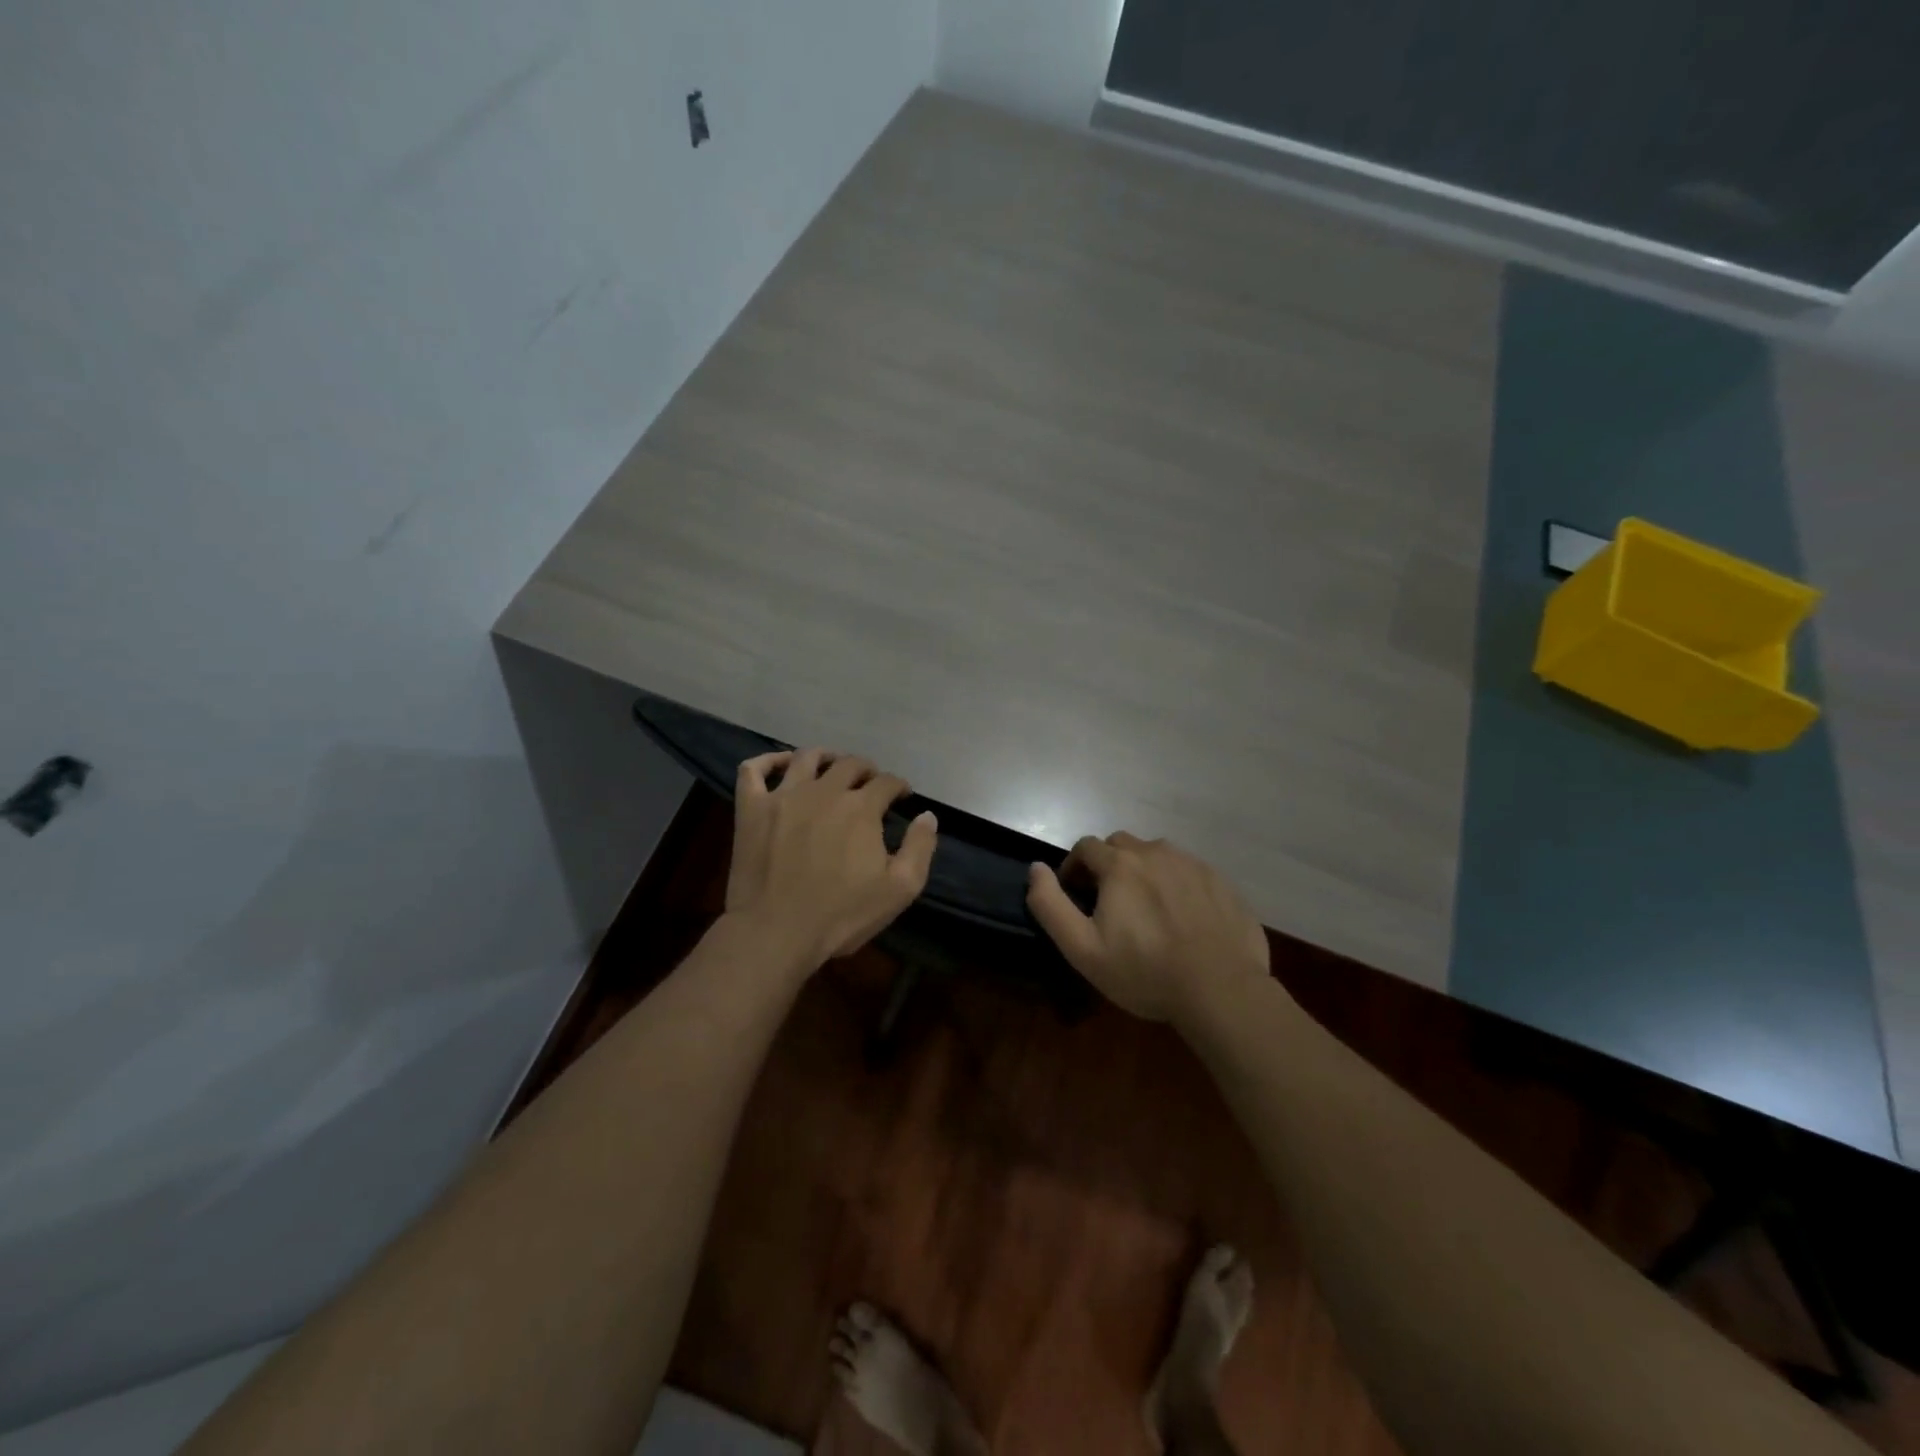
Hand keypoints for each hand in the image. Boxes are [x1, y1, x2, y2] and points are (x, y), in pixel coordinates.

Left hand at [725, 749, 937, 972]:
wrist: (775, 933)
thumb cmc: (841, 915)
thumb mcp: (899, 890)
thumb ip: (920, 848)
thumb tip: (928, 816)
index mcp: (861, 808)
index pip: (887, 782)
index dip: (898, 786)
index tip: (902, 797)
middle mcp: (824, 791)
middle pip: (850, 764)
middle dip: (866, 770)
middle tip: (870, 784)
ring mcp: (783, 796)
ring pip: (806, 757)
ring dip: (825, 757)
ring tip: (831, 766)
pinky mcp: (751, 809)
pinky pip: (754, 770)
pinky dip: (768, 760)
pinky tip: (780, 765)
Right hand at [1026, 833, 1268, 1021]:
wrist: (1221, 990)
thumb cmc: (1144, 971)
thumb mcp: (1082, 948)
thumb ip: (1050, 905)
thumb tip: (1035, 869)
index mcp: (1120, 864)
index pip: (1086, 847)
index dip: (1074, 867)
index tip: (1076, 895)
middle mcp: (1156, 852)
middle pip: (1121, 844)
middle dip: (1108, 864)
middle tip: (1109, 901)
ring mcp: (1193, 864)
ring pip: (1157, 854)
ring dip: (1143, 870)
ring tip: (1147, 909)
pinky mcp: (1221, 881)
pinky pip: (1188, 871)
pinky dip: (1176, 883)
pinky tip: (1182, 917)